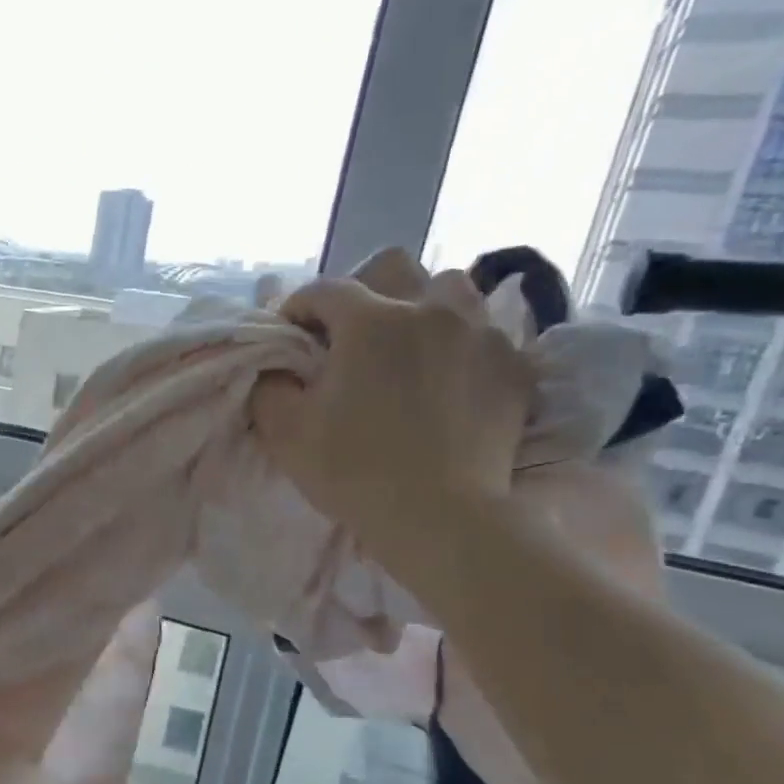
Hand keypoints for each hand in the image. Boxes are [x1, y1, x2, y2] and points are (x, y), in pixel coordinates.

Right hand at [249, 249, 532, 581]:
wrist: (439, 516)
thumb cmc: (352, 469)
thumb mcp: (283, 430)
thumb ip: (269, 384)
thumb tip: (275, 366)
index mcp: (371, 321)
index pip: (323, 290)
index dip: (297, 309)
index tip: (288, 337)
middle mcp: (430, 311)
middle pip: (393, 267)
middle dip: (363, 290)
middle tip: (348, 333)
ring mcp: (481, 334)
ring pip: (450, 289)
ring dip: (419, 306)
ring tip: (405, 345)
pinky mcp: (515, 366)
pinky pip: (484, 331)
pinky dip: (459, 342)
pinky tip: (445, 377)